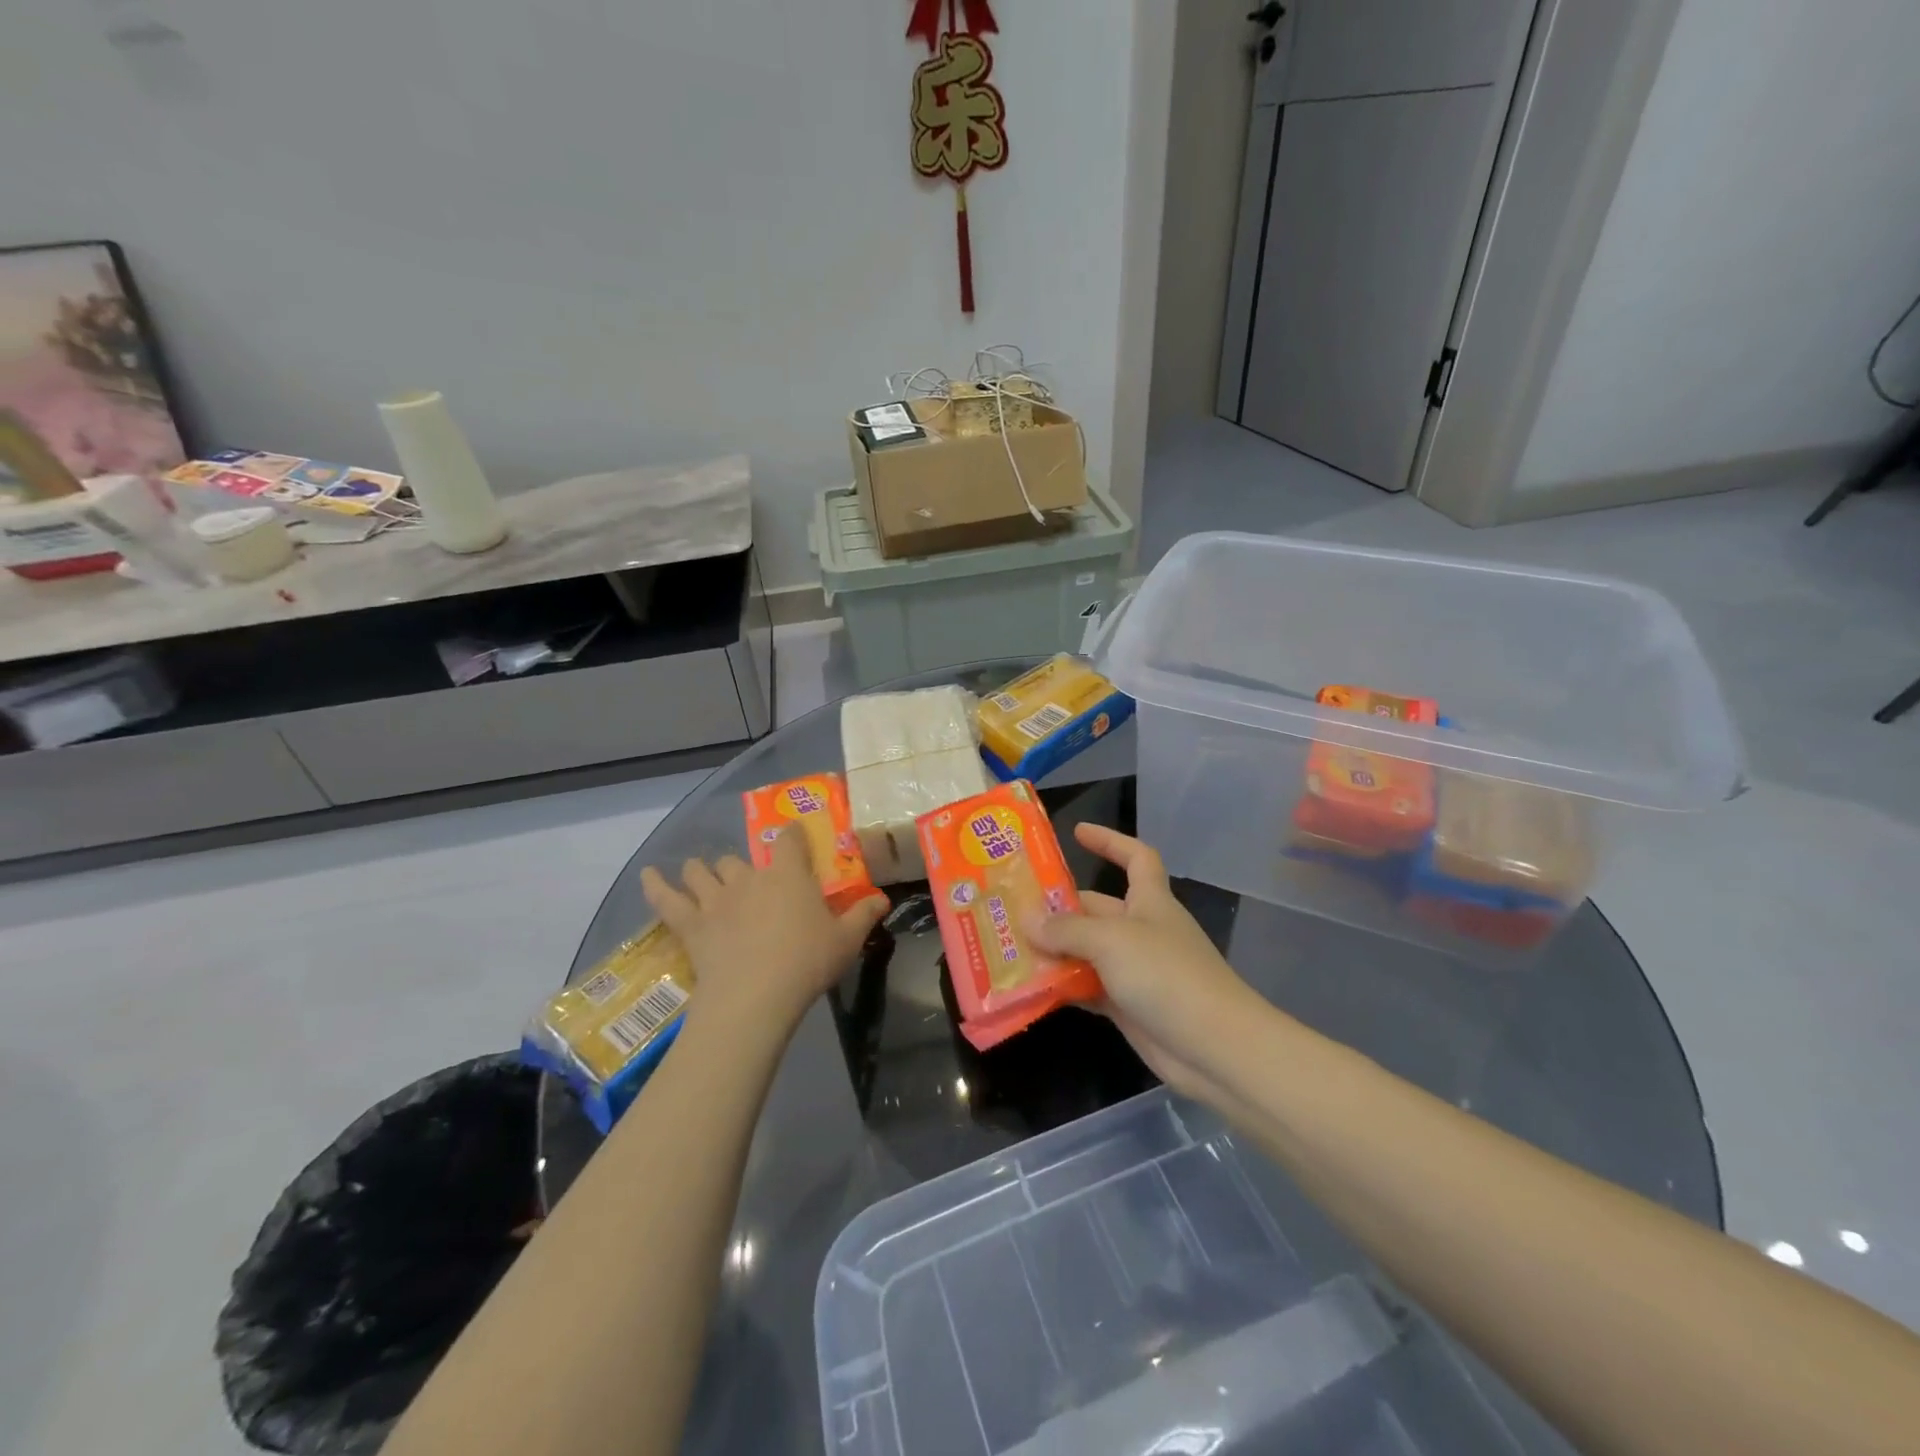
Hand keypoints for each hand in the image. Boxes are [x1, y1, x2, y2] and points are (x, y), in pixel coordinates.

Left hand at [641, 827, 886, 1037]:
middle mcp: (749, 877)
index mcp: (788, 875)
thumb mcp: (846, 940)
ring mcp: (716, 899)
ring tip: (701, 873)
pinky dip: (655, 885)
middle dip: (742, 867)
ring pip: (702, 872)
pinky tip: (648, 875)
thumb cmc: (807, 962)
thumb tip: (883, 898)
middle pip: (739, 859)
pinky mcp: (691, 924)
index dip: (791, 835)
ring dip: (702, 871)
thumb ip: (864, 915)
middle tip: (750, 883)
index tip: (794, 836)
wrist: (756, 996)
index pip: (789, 840)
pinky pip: (667, 899)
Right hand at [1026, 824, 1264, 1099]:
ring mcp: (1135, 970)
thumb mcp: (1111, 941)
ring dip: (1053, 950)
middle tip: (1010, 909)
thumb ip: (1067, 929)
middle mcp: (1141, 930)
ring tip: (1008, 948)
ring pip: (1086, 951)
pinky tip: (1030, 987)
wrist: (1214, 1048)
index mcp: (1149, 901)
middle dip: (1058, 908)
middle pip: (1096, 908)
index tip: (1076, 832)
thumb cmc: (1167, 975)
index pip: (1135, 857)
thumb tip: (1027, 919)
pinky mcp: (1127, 1006)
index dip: (1110, 840)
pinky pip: (1087, 988)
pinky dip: (1063, 986)